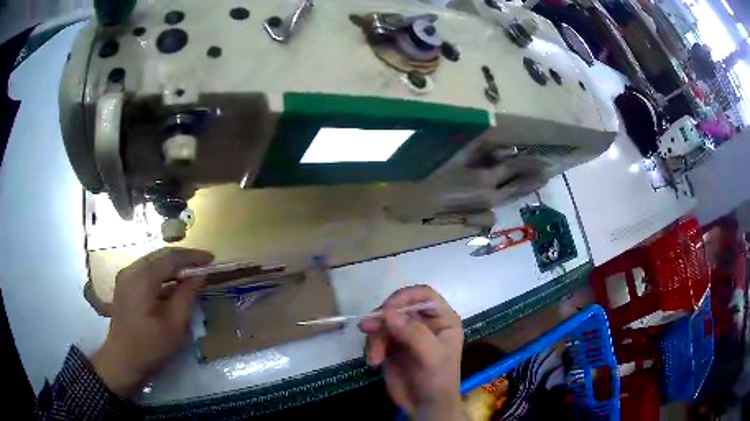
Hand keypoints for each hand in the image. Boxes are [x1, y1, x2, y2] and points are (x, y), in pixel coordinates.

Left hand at [91, 248, 213, 397]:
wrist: (122, 361)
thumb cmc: (150, 347)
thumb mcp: (174, 325)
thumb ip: (186, 296)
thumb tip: (199, 275)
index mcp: (142, 279)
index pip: (170, 258)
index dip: (192, 256)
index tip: (211, 260)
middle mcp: (131, 271)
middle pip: (160, 255)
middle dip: (182, 258)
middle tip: (203, 264)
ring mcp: (125, 277)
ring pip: (152, 261)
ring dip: (172, 265)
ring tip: (191, 273)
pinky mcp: (124, 285)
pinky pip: (146, 271)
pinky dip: (162, 273)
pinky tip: (172, 284)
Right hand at [358, 286, 463, 420]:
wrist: (425, 407)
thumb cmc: (438, 380)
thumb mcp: (432, 357)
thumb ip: (413, 333)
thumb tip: (387, 312)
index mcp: (442, 320)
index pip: (423, 295)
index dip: (404, 297)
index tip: (387, 309)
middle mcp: (424, 323)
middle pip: (398, 307)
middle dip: (382, 319)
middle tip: (368, 329)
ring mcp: (406, 334)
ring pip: (383, 322)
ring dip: (375, 337)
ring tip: (374, 358)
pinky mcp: (391, 346)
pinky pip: (376, 336)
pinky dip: (371, 347)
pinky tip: (374, 362)